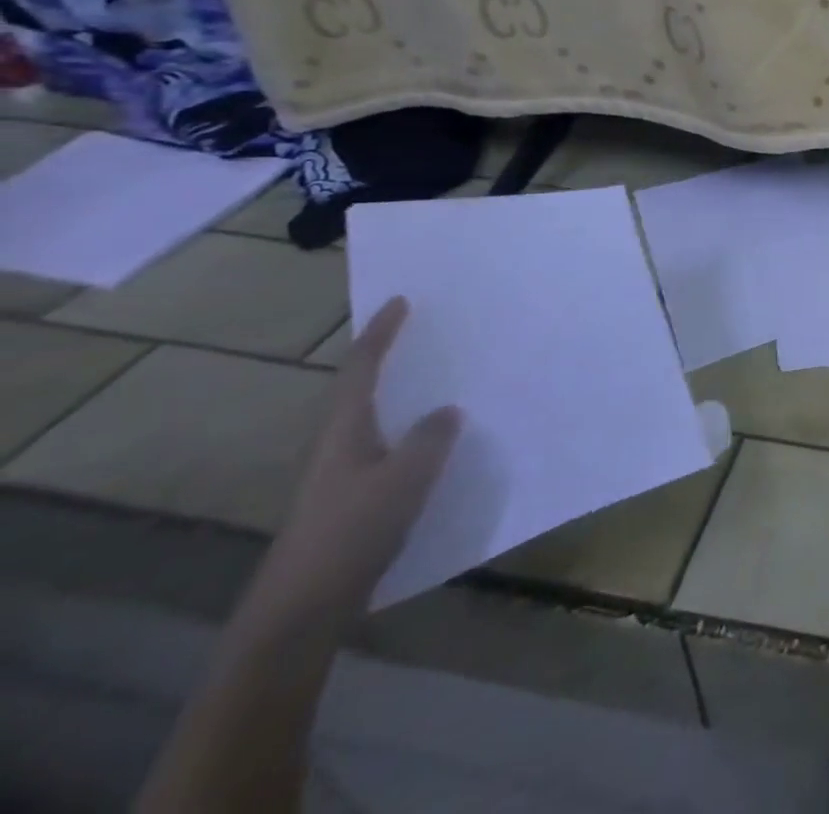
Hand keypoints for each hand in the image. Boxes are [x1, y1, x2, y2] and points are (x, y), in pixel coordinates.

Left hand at [256, 297, 461, 620]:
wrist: (301, 610)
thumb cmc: (351, 531)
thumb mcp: (405, 478)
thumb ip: (430, 438)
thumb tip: (447, 411)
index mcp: (343, 429)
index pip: (361, 368)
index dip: (380, 333)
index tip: (399, 300)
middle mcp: (335, 445)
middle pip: (358, 390)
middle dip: (384, 359)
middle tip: (421, 334)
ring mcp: (338, 476)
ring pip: (371, 420)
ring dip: (397, 396)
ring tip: (435, 381)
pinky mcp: (347, 502)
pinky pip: (383, 448)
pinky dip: (405, 431)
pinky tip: (431, 444)